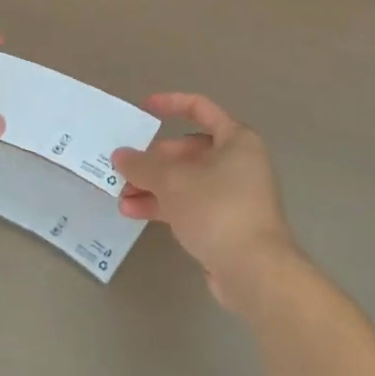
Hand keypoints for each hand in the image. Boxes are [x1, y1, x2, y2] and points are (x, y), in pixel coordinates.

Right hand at [112, 93, 299, 310]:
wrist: (254, 271)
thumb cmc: (217, 209)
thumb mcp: (173, 181)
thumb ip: (143, 165)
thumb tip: (120, 156)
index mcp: (236, 139)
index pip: (201, 108)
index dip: (171, 104)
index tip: (144, 109)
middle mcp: (239, 162)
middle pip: (189, 150)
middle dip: (154, 161)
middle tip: (125, 170)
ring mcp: (234, 195)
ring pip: (187, 181)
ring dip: (154, 186)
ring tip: (121, 197)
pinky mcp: (226, 224)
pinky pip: (191, 205)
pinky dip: (165, 206)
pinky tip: (135, 213)